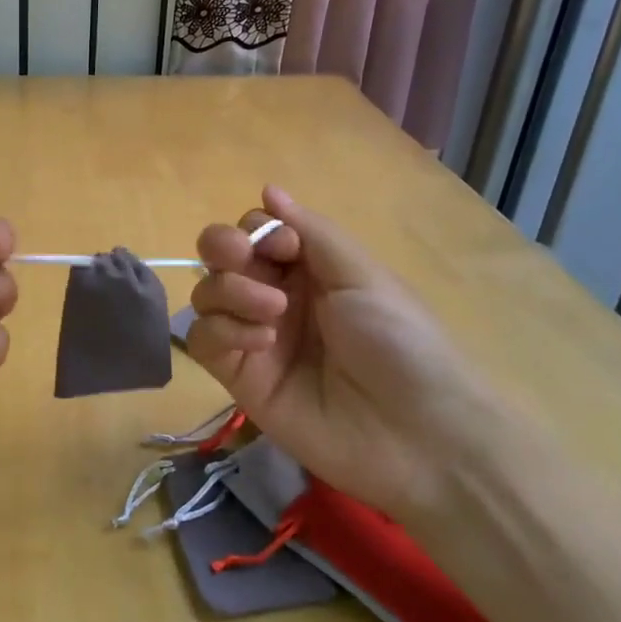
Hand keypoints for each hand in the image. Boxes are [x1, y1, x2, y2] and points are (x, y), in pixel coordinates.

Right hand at [187, 185, 504, 522]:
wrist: (416, 434)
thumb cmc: (401, 341)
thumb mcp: (362, 274)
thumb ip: (310, 230)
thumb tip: (268, 188)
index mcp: (309, 269)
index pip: (257, 231)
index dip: (258, 229)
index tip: (283, 245)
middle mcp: (275, 296)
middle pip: (220, 256)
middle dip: (222, 246)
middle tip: (243, 258)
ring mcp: (254, 336)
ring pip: (206, 294)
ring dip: (230, 291)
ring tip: (273, 314)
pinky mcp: (238, 377)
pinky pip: (203, 339)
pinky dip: (223, 331)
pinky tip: (261, 343)